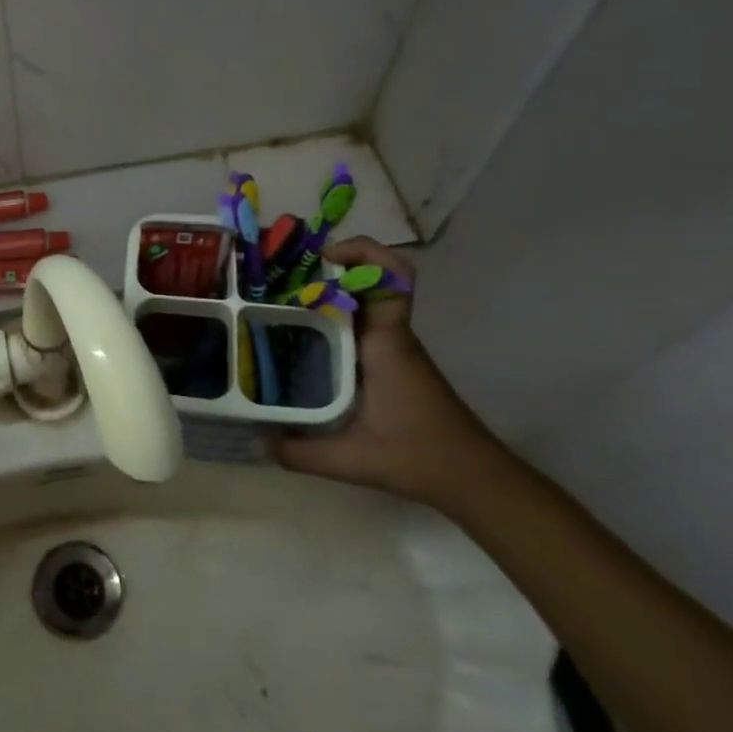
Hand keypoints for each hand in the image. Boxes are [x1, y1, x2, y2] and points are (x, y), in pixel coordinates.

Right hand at [275, 239, 507, 509]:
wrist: (475, 479)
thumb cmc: (420, 457)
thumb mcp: (352, 460)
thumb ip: (300, 452)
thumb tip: (257, 441)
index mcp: (386, 343)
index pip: (391, 278)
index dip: (362, 252)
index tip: (322, 256)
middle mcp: (391, 337)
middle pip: (369, 281)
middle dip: (327, 270)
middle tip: (279, 278)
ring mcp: (394, 349)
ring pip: (363, 304)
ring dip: (328, 295)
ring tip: (279, 302)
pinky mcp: (392, 364)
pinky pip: (360, 327)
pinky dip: (333, 322)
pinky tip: (301, 341)